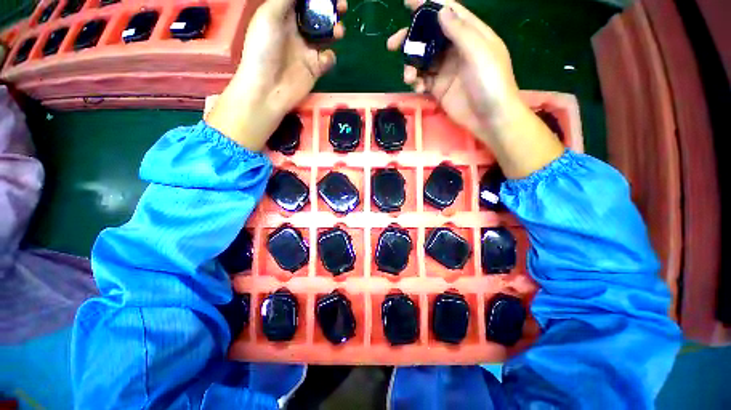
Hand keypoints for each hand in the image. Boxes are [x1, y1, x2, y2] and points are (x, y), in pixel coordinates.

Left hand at [206, 0, 346, 150]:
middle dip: (331, 9)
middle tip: (342, 6)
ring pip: (326, 36)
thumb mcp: (270, 15)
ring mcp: (307, 51)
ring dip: (335, 31)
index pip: (303, 1)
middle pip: (318, 16)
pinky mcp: (315, 69)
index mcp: (284, 16)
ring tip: (339, 31)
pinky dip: (330, 57)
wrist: (268, 89)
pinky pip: (328, 59)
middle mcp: (297, 31)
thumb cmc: (263, 49)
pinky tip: (325, 58)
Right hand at [388, 0, 563, 177]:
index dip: (427, 6)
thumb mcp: (479, 52)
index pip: (447, 13)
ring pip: (422, 61)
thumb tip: (440, 11)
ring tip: (409, 78)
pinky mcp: (440, 89)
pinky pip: (423, 81)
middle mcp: (456, 50)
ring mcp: (446, 71)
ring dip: (411, 66)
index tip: (407, 3)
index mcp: (470, 34)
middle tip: (393, 45)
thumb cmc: (491, 83)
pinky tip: (417, 89)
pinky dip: (417, 83)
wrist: (490, 118)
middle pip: (429, 38)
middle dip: (410, 40)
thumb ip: (460, 31)